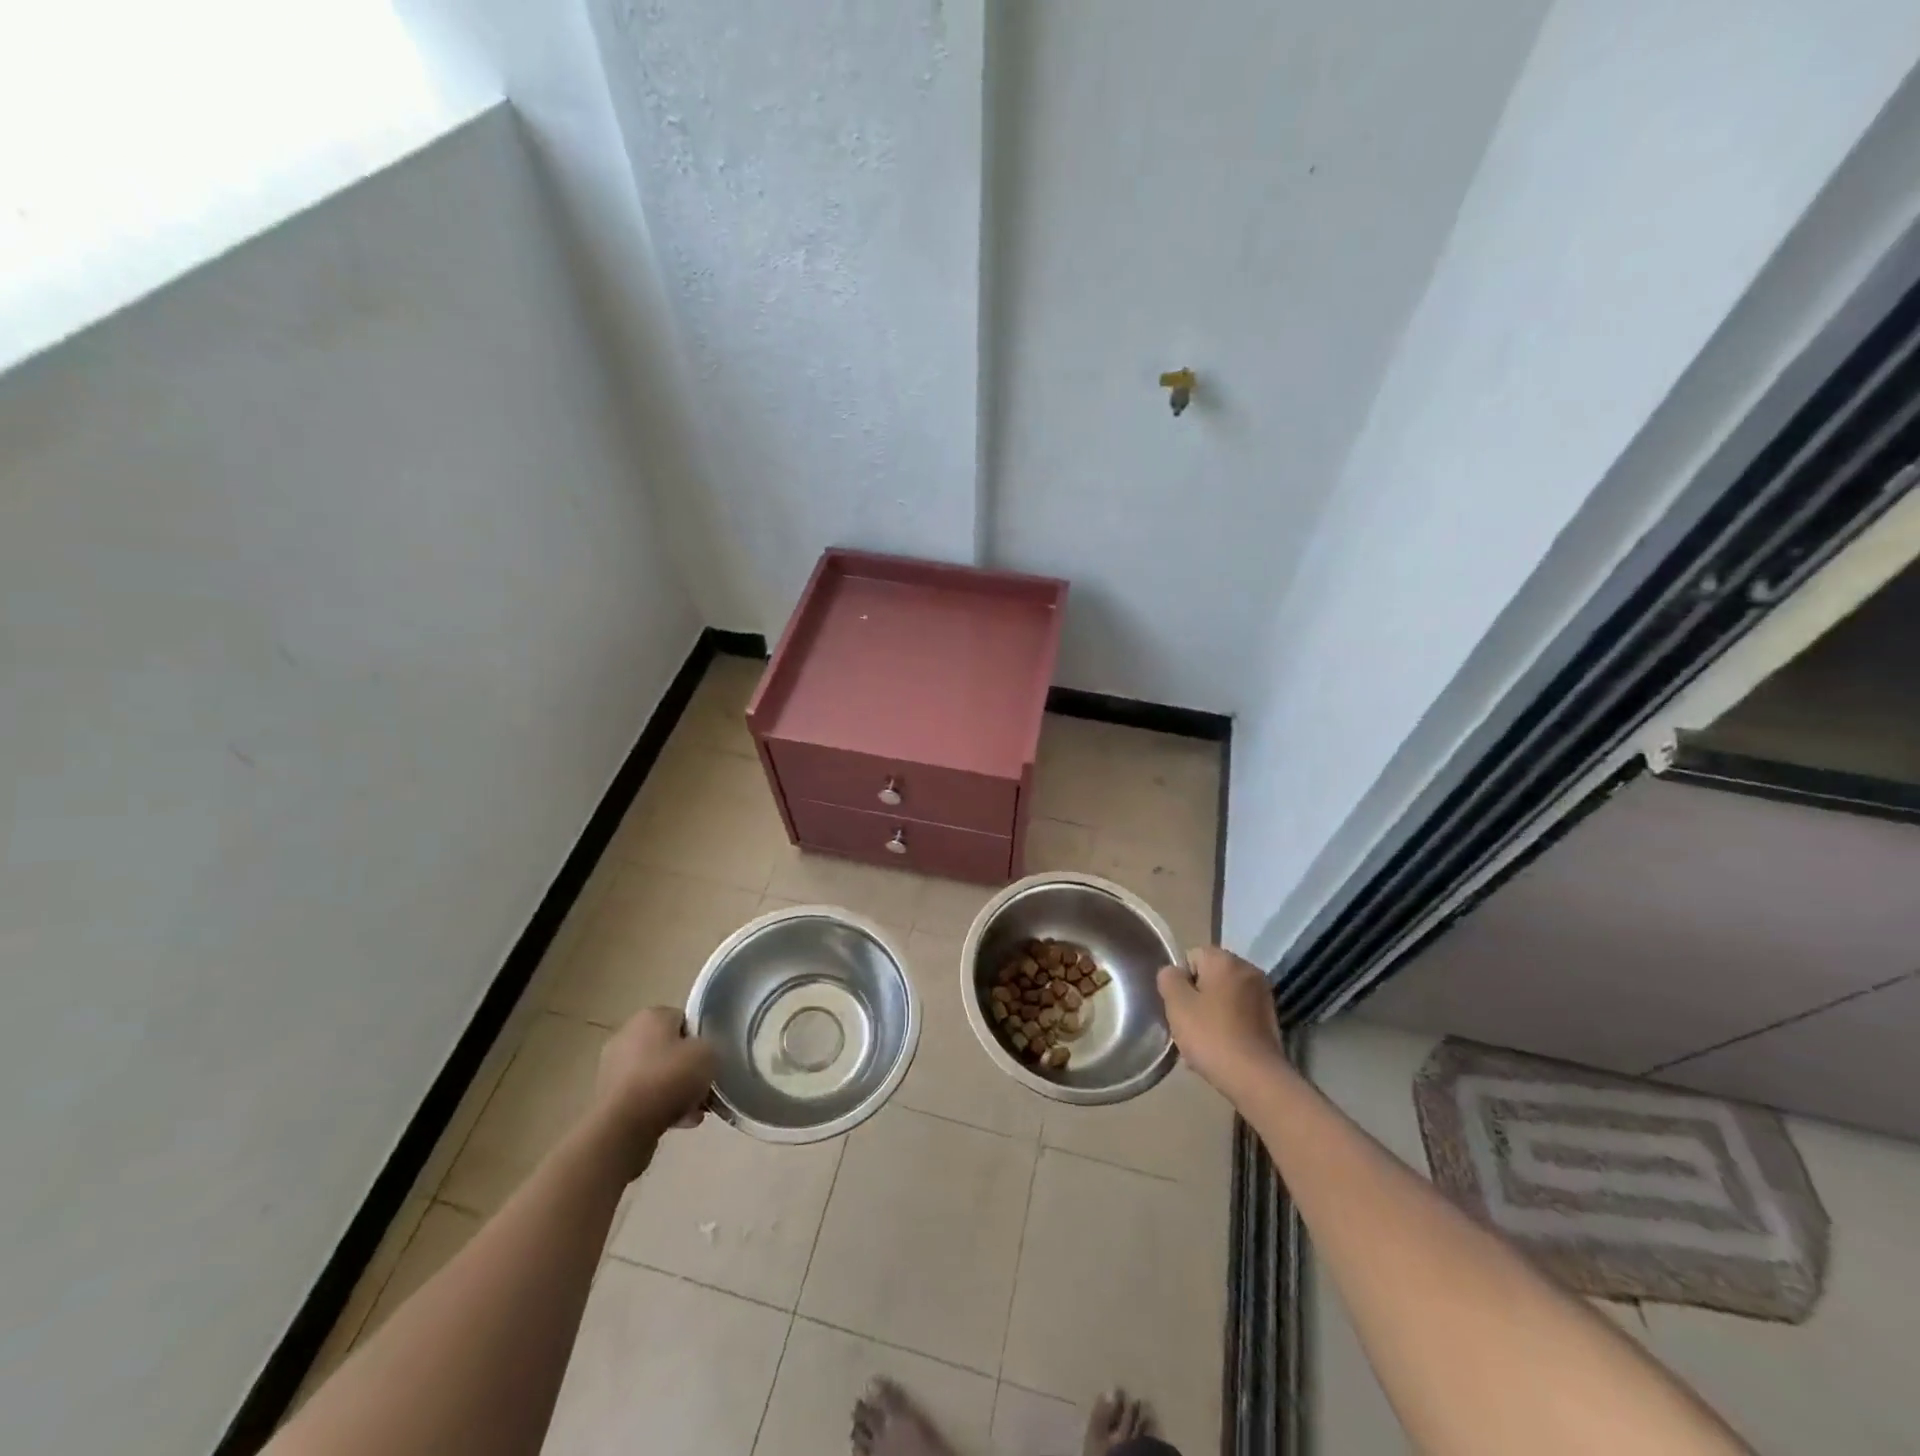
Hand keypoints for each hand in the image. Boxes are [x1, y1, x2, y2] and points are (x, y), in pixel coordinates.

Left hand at [592, 1007, 716, 1177]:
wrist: (624, 1126)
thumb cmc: (668, 1078)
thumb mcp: (709, 1054)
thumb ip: (710, 1048)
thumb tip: (702, 1055)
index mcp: (650, 1016)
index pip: (683, 1019)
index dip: (700, 1039)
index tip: (710, 1059)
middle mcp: (627, 1035)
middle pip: (669, 1049)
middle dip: (687, 1069)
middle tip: (704, 1086)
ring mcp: (613, 1068)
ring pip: (656, 1076)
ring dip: (675, 1091)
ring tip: (695, 1111)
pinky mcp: (607, 1098)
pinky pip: (642, 1097)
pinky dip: (659, 1107)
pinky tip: (679, 1123)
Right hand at [1157, 947, 1285, 1099]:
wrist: (1257, 1079)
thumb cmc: (1212, 1036)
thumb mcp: (1177, 1004)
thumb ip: (1168, 979)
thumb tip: (1173, 973)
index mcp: (1226, 961)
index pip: (1192, 956)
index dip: (1180, 980)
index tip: (1180, 1006)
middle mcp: (1248, 970)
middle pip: (1209, 975)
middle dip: (1196, 996)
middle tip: (1188, 1024)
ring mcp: (1263, 995)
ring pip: (1223, 996)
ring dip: (1210, 1012)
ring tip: (1203, 1041)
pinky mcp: (1270, 1019)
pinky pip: (1238, 1013)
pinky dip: (1227, 1024)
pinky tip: (1220, 1048)